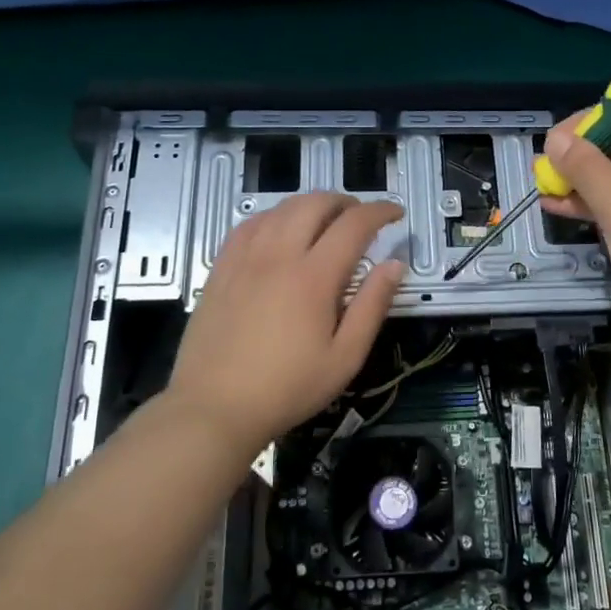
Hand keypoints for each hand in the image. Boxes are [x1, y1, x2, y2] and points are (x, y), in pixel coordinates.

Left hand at [166, 192, 404, 460]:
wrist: (214, 408)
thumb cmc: (287, 388)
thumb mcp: (344, 358)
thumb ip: (372, 306)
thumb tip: (394, 265)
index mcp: (313, 276)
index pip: (354, 225)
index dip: (380, 211)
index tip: (396, 213)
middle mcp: (278, 254)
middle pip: (315, 203)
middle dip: (345, 201)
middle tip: (361, 217)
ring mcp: (245, 257)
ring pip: (281, 207)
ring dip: (310, 204)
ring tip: (325, 221)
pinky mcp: (221, 267)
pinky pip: (250, 223)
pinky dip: (275, 216)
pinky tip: (280, 231)